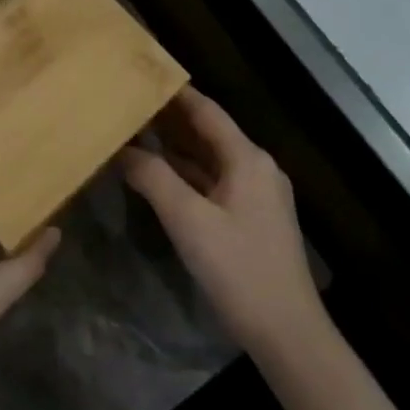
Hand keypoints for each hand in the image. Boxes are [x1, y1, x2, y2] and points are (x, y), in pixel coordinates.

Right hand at [118, 88, 327, 360]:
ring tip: (134, 131)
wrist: (287, 334)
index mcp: (247, 159)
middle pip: (208, 132)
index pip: (206, 111)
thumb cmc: (239, 269)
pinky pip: (213, 182)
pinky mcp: (250, 218)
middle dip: (169, 118)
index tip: (141, 75)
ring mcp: (256, 195)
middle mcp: (256, 168)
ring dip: (175, 147)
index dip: (174, 92)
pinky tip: (157, 175)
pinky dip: (185, 174)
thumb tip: (122, 149)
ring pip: (209, 159)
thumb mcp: (188, 220)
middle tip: (128, 103)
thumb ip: (153, 177)